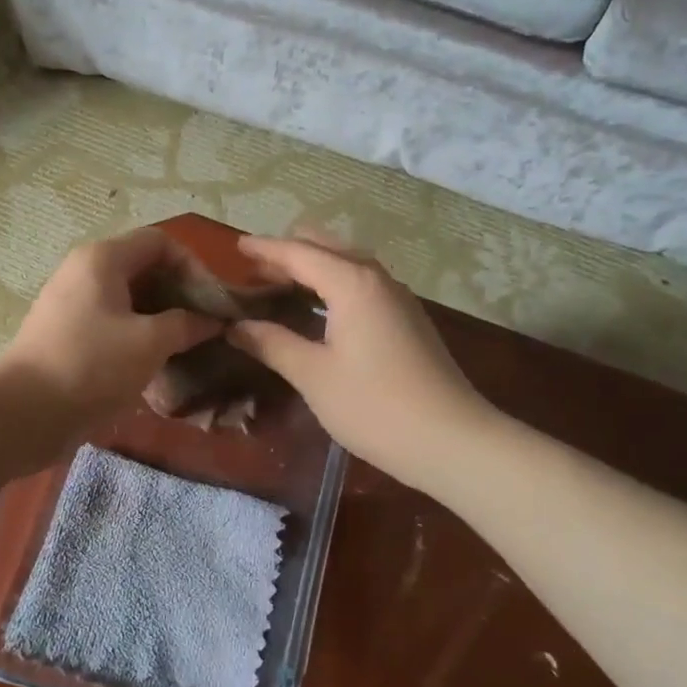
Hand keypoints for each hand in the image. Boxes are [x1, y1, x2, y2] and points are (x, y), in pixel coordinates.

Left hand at [0, 229, 220, 449]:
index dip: (193, 266)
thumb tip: (212, 321)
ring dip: (161, 318)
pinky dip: (138, 336)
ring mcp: (72, 303)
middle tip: (205, 327)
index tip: (212, 302)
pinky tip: (156, 363)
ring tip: (186, 347)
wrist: (23, 413)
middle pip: (144, 268)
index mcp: (103, 258)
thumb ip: (186, 324)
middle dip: (179, 294)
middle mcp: (85, 271)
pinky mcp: (66, 334)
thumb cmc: (92, 366)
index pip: (160, 242)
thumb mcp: (150, 343)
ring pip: (129, 299)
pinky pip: (112, 323)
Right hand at [228, 235, 490, 488]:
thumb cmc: (374, 406)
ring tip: (279, 285)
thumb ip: (272, 343)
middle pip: (326, 248)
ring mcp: (397, 298)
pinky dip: (333, 284)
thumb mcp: (313, 375)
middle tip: (253, 272)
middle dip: (289, 253)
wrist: (451, 439)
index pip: (298, 253)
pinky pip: (362, 284)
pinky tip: (319, 309)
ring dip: (313, 268)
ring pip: (348, 264)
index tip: (235, 247)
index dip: (264, 250)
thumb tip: (236, 327)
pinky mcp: (408, 319)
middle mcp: (376, 279)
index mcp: (351, 283)